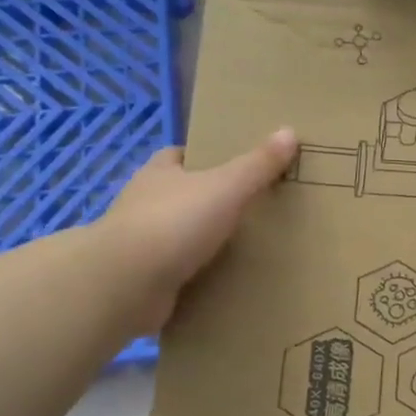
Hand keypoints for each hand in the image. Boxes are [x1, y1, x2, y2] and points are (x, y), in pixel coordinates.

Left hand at [101, 129, 297, 329]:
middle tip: (250, 211)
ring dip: (202, 243)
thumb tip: (289, 131)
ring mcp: (141, 244)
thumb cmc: (174, 223)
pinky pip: (176, 273)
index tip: (235, 167)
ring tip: (243, 251)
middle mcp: (144, 204)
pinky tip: (222, 283)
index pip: (180, 156)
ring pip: (178, 236)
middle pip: (181, 196)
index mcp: (159, 173)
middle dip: (208, 202)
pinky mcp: (143, 279)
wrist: (126, 283)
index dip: (204, 159)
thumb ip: (257, 165)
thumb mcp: (226, 188)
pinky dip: (195, 277)